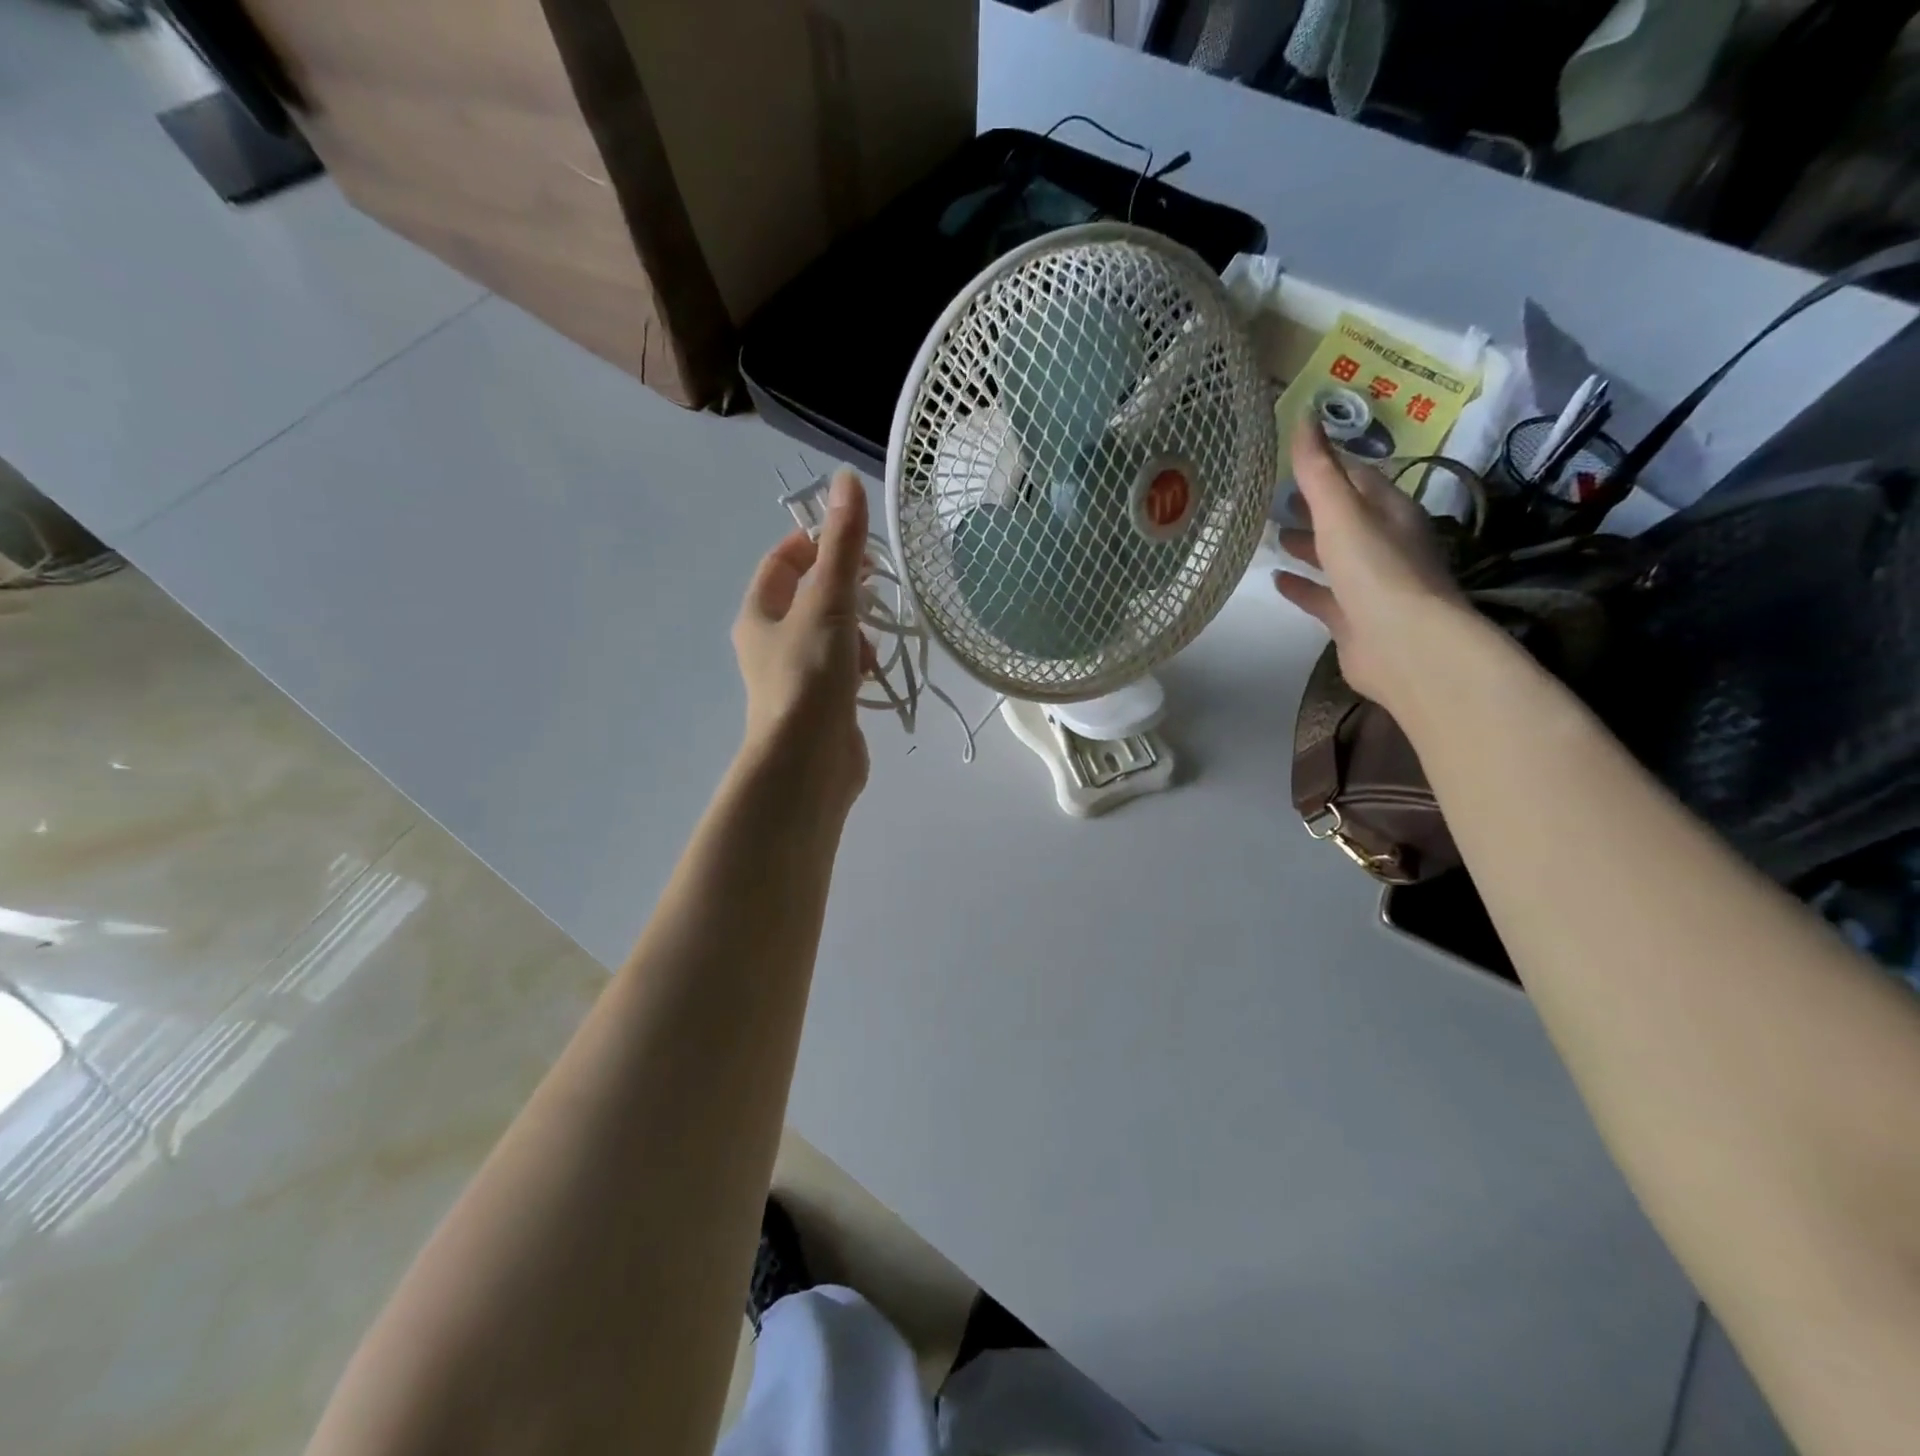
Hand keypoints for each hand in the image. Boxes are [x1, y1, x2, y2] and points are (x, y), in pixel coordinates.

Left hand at [732, 470, 872, 807]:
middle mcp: (770, 643)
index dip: (814, 544)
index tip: (854, 544)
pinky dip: (860, 664)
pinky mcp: (821, 705)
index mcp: (758, 614)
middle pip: (809, 597)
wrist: (808, 763)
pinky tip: (873, 675)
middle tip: (872, 591)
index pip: (781, 561)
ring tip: (872, 645)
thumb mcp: (828, 603)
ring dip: (856, 630)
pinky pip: (843, 669)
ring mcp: (796, 676)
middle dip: (844, 590)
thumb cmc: (810, 677)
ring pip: (831, 634)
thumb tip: (845, 480)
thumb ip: (841, 545)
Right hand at [1274, 423, 1471, 716]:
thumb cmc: (1376, 571)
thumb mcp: (1342, 513)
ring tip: (1271, 536)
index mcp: (1390, 512)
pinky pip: (1323, 596)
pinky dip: (1302, 586)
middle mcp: (1384, 544)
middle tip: (1276, 497)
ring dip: (1307, 545)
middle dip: (1315, 506)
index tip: (1295, 456)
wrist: (1404, 646)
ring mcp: (1370, 584)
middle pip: (1346, 518)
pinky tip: (1277, 581)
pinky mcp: (1354, 619)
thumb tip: (1304, 414)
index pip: (1359, 478)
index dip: (1329, 465)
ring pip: (1334, 557)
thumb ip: (1319, 470)